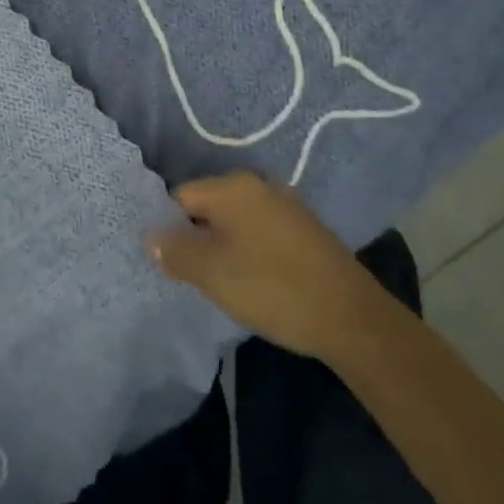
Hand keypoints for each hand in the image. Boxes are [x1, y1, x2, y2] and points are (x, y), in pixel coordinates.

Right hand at [148, 172, 381, 360]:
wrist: (352, 318)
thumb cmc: (273, 288)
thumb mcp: (213, 274)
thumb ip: (176, 252)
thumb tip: (152, 237)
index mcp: (234, 187)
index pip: (181, 196)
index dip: (168, 227)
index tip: (168, 261)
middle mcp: (260, 185)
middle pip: (209, 206)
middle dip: (196, 237)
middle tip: (191, 275)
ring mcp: (286, 206)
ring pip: (236, 221)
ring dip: (223, 246)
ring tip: (220, 282)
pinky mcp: (305, 230)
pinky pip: (260, 232)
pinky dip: (249, 251)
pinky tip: (254, 281)